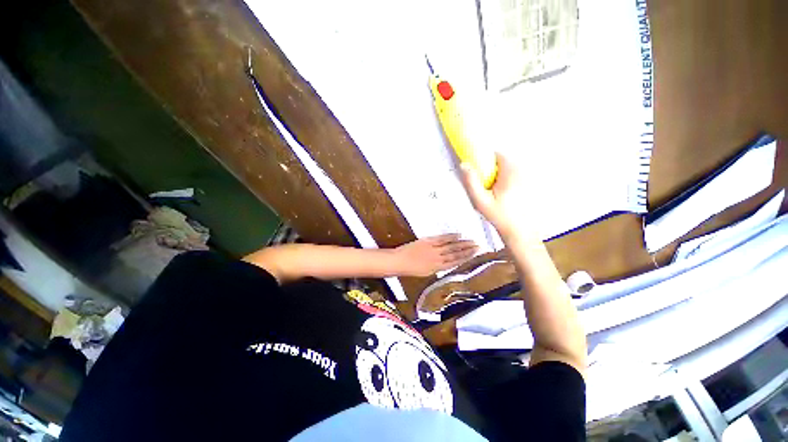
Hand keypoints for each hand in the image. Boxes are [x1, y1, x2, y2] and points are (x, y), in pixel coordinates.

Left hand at [393, 234, 476, 276]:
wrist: (398, 261)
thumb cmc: (410, 269)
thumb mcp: (426, 272)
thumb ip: (437, 267)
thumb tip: (447, 263)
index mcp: (437, 268)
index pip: (455, 262)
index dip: (466, 258)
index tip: (475, 254)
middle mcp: (438, 259)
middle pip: (455, 253)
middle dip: (468, 250)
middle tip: (478, 246)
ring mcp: (433, 249)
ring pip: (450, 246)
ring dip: (462, 243)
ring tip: (472, 241)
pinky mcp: (428, 241)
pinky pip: (441, 239)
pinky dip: (450, 236)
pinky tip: (458, 235)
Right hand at [460, 153, 524, 237]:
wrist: (520, 231)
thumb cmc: (500, 216)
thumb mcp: (481, 201)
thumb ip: (471, 182)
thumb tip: (464, 164)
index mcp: (511, 172)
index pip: (498, 154)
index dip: (486, 159)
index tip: (479, 172)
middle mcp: (522, 171)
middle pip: (504, 160)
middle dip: (492, 169)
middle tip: (485, 186)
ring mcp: (528, 178)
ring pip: (509, 168)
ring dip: (499, 175)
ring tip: (493, 192)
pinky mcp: (529, 185)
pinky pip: (515, 176)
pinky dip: (507, 181)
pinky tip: (503, 196)